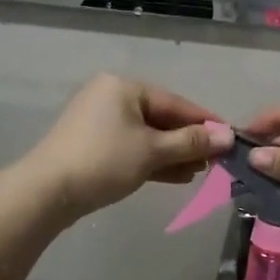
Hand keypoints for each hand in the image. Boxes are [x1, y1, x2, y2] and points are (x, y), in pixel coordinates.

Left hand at [26, 75, 233, 219]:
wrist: (48, 192)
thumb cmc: (104, 161)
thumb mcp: (153, 151)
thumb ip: (192, 142)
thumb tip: (228, 136)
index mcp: (124, 87)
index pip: (176, 103)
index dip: (206, 123)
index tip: (232, 138)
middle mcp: (111, 97)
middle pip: (162, 119)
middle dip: (189, 142)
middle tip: (216, 162)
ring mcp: (100, 122)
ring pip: (148, 136)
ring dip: (174, 154)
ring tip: (200, 172)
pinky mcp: (94, 145)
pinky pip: (133, 148)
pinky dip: (154, 160)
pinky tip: (177, 176)